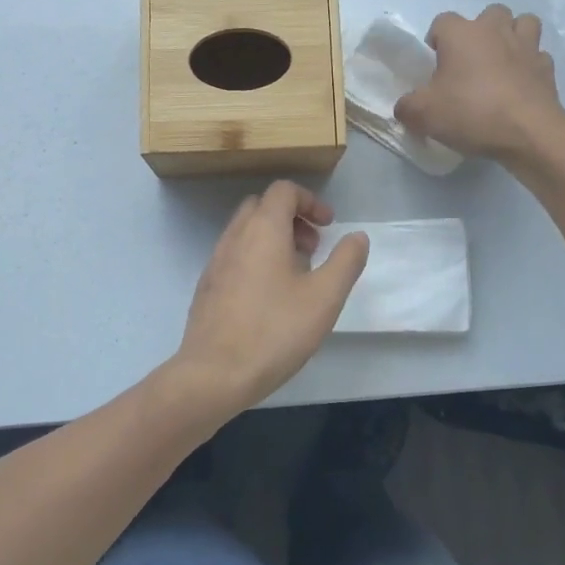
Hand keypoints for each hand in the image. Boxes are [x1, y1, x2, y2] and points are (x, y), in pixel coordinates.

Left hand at [158, 182, 368, 423]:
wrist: (214, 374)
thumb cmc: (274, 331)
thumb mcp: (324, 298)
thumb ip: (346, 261)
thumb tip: (357, 236)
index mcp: (262, 229)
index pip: (284, 190)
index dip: (310, 201)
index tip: (329, 227)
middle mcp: (235, 236)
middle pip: (262, 206)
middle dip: (291, 218)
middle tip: (313, 248)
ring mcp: (215, 261)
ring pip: (246, 231)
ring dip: (273, 239)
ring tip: (296, 275)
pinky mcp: (207, 286)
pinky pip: (234, 255)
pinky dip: (255, 258)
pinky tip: (269, 297)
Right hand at [395, 5, 564, 161]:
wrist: (528, 133)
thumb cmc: (470, 113)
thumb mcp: (423, 114)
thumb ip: (407, 106)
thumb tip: (405, 106)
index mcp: (461, 34)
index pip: (442, 21)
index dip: (436, 40)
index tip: (435, 64)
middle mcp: (495, 30)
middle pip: (489, 13)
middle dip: (480, 31)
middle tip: (470, 60)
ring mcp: (526, 46)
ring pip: (524, 23)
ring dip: (513, 36)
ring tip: (502, 61)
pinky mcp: (547, 68)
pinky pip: (538, 56)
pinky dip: (530, 65)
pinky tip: (521, 84)